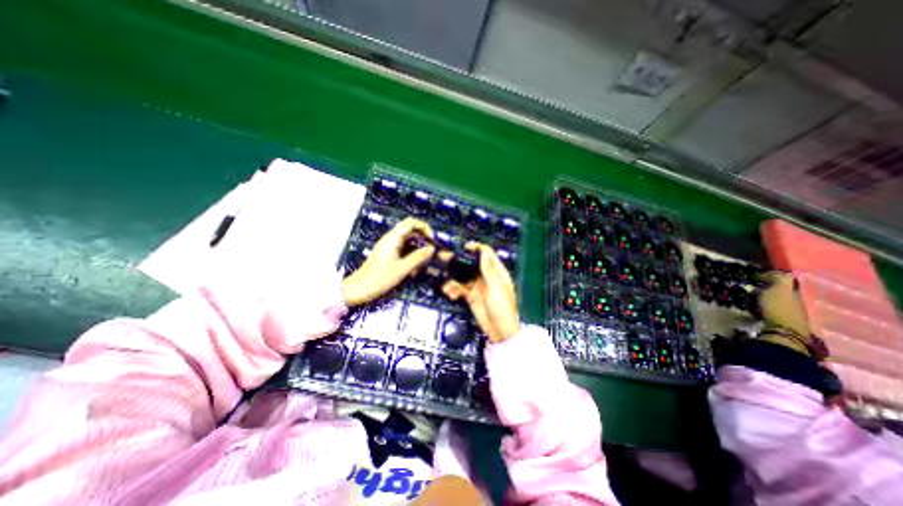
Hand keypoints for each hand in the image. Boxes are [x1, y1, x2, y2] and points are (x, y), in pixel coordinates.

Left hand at [341, 215, 434, 305]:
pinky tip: (415, 269)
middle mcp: (391, 239)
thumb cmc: (379, 278)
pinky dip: (412, 256)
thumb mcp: (401, 269)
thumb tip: (432, 248)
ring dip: (418, 249)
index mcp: (393, 238)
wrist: (358, 289)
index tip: (432, 239)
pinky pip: (404, 250)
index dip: (424, 227)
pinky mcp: (389, 255)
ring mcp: (389, 247)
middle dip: (423, 238)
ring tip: (425, 261)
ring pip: (408, 241)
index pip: (410, 223)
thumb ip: (418, 258)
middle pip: (410, 230)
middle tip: (432, 250)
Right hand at [441, 241, 519, 344]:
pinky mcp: (471, 295)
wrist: (500, 331)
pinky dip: (454, 289)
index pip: (487, 254)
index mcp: (497, 272)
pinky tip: (450, 294)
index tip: (464, 246)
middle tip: (445, 259)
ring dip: (453, 279)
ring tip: (447, 286)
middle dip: (459, 262)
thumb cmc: (503, 309)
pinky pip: (460, 288)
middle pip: (471, 264)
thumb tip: (484, 252)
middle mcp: (487, 277)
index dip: (476, 248)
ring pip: (463, 276)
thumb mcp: (496, 288)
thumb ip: (488, 270)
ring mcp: (478, 286)